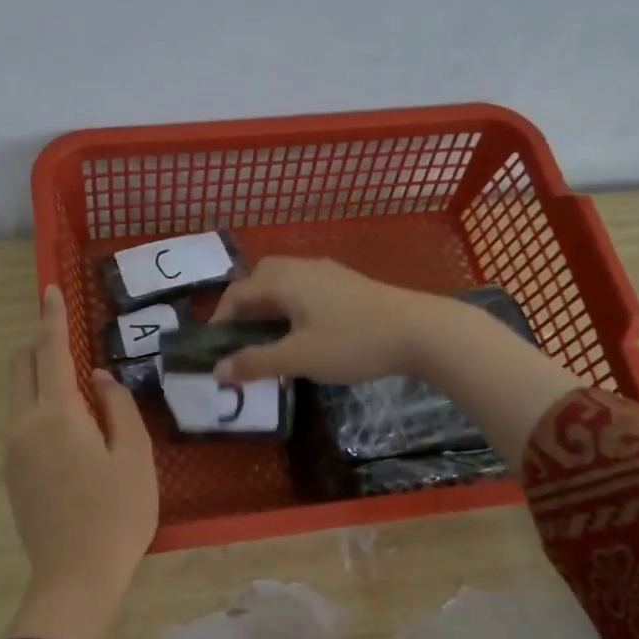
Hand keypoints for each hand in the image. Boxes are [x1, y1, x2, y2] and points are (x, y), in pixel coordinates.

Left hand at [4, 285, 158, 638]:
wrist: (76, 576)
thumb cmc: (117, 513)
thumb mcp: (134, 455)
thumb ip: (117, 407)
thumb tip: (98, 378)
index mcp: (56, 414)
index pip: (50, 350)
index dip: (52, 317)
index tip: (49, 289)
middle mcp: (24, 424)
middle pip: (21, 367)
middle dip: (39, 343)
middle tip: (66, 336)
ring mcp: (12, 451)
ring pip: (18, 395)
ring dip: (38, 376)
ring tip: (76, 387)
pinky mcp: (12, 474)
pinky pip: (21, 423)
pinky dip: (38, 406)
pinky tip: (69, 428)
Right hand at [208, 257, 450, 384]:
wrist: (421, 331)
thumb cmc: (353, 342)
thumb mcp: (299, 357)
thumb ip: (256, 362)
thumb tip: (217, 371)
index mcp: (285, 280)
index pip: (238, 292)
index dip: (220, 318)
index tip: (216, 348)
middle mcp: (303, 267)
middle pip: (260, 278)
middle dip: (244, 306)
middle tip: (241, 337)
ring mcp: (329, 273)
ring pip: (285, 282)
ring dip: (269, 306)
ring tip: (269, 338)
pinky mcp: (348, 284)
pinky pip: (305, 288)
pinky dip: (291, 306)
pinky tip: (303, 332)